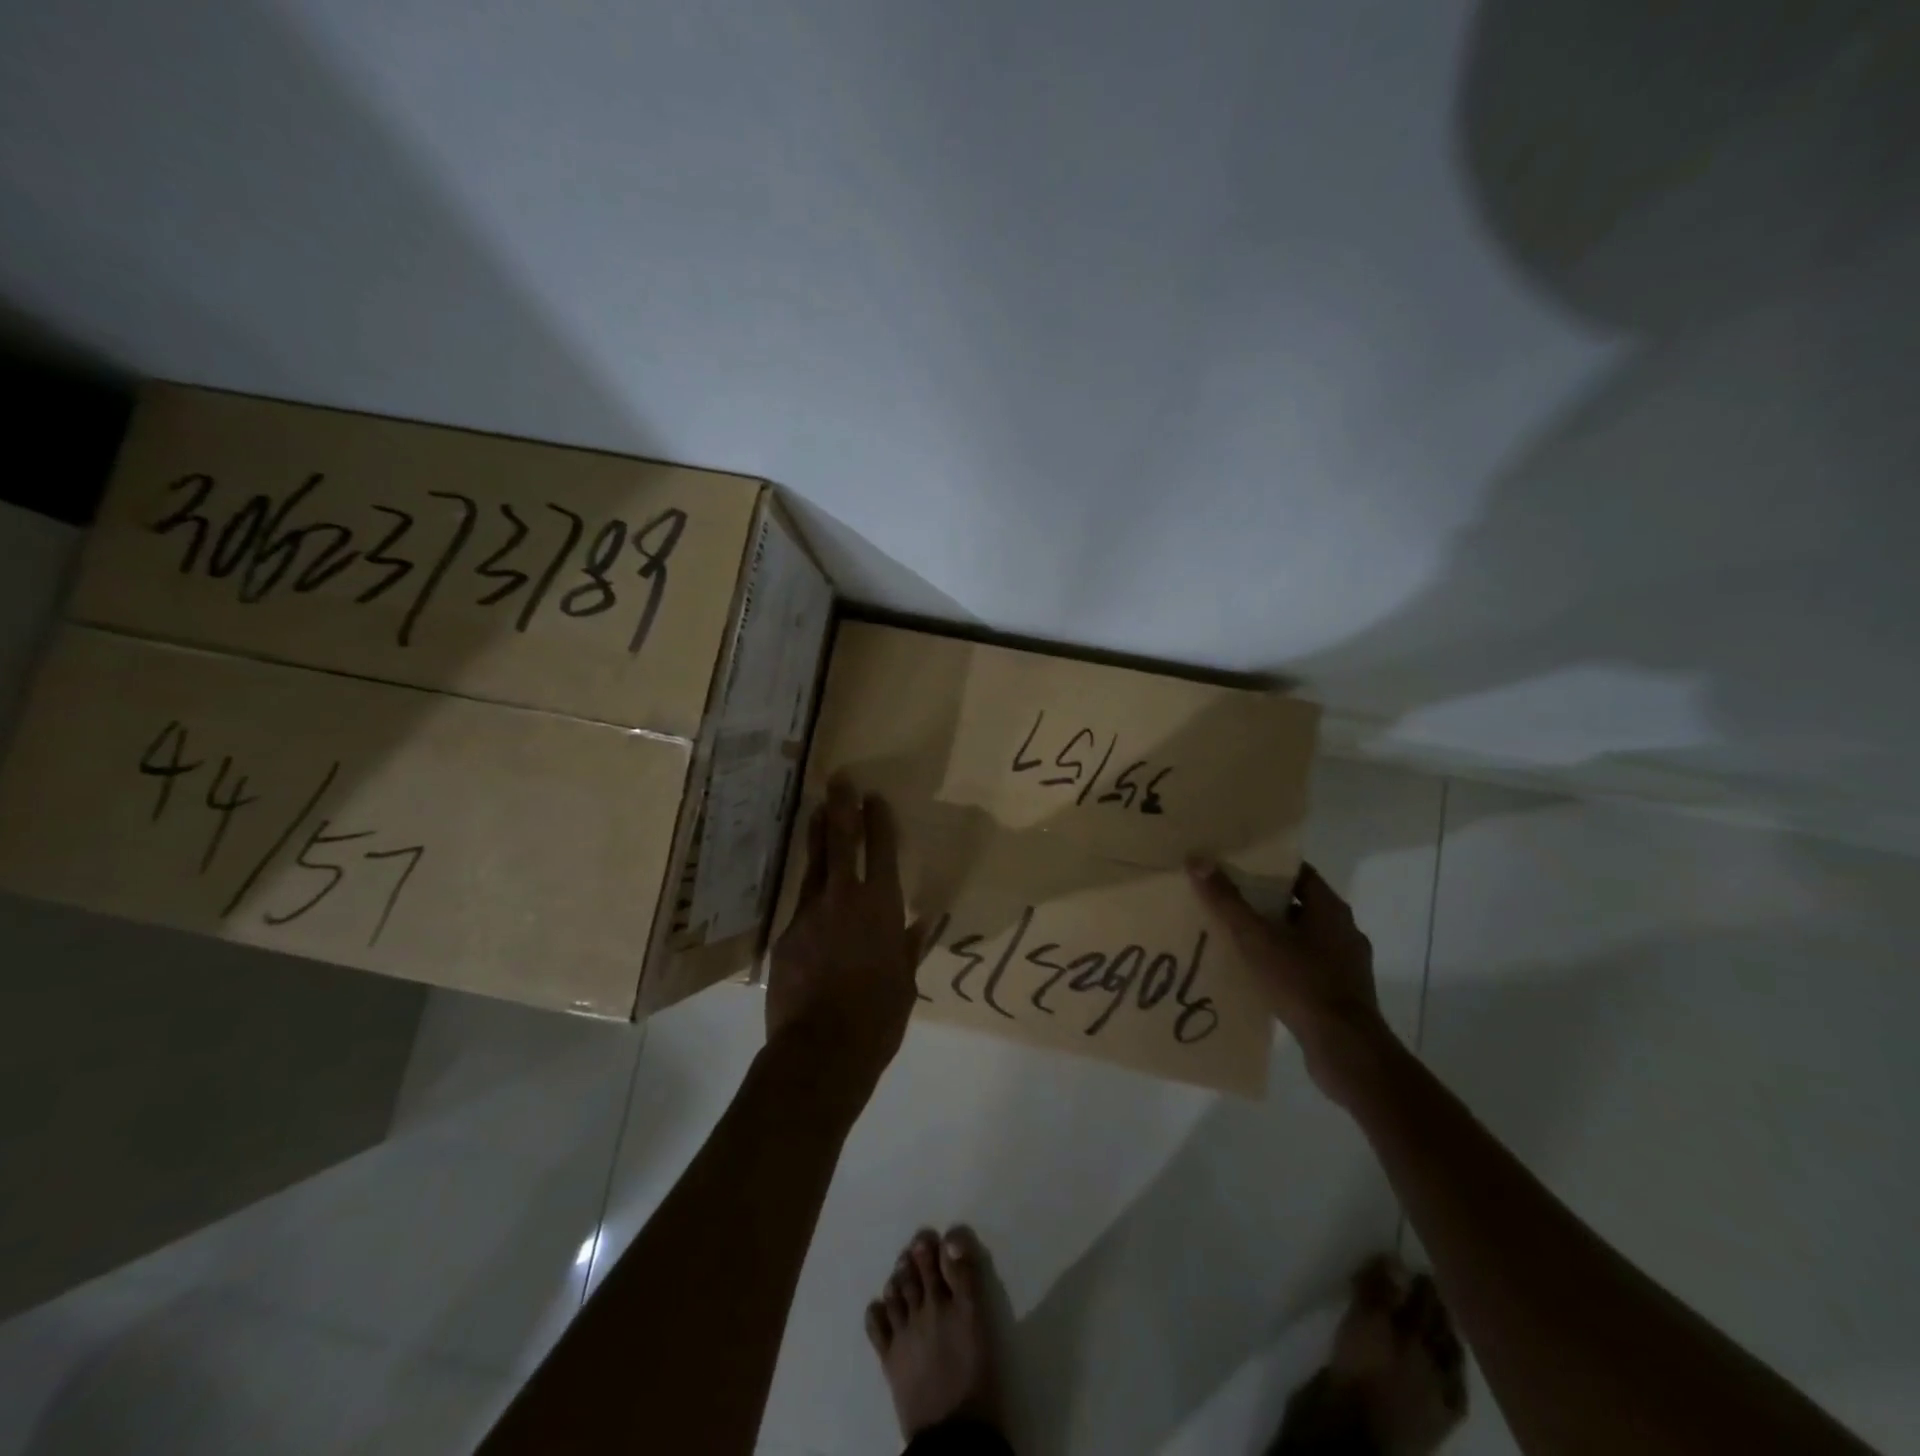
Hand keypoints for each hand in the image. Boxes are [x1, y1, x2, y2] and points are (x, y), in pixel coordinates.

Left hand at [766, 779, 922, 1107]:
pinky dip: (808, 891)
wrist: (821, 1049)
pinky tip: (809, 889)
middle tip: (839, 780)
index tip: (874, 797)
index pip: (883, 851)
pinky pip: (800, 904)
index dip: (879, 820)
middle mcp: (845, 899)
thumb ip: (910, 947)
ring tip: (817, 810)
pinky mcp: (786, 934)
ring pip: (814, 864)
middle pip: (843, 841)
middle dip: (843, 807)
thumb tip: (922, 922)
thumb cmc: (877, 1017)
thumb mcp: (904, 982)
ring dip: (818, 835)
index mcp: (882, 908)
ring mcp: (810, 914)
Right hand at [1188, 858, 1395, 1102]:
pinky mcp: (1342, 993)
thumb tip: (1197, 859)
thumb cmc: (1301, 983)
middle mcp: (1343, 930)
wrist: (1345, 1050)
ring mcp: (1346, 964)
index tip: (1236, 866)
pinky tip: (1258, 975)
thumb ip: (1226, 900)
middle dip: (1263, 902)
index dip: (1267, 867)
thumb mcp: (1255, 938)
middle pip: (1298, 904)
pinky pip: (1306, 966)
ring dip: (1273, 935)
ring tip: (1236, 938)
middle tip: (1227, 900)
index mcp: (1330, 909)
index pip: (1298, 873)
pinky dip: (1283, 964)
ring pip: (1302, 937)